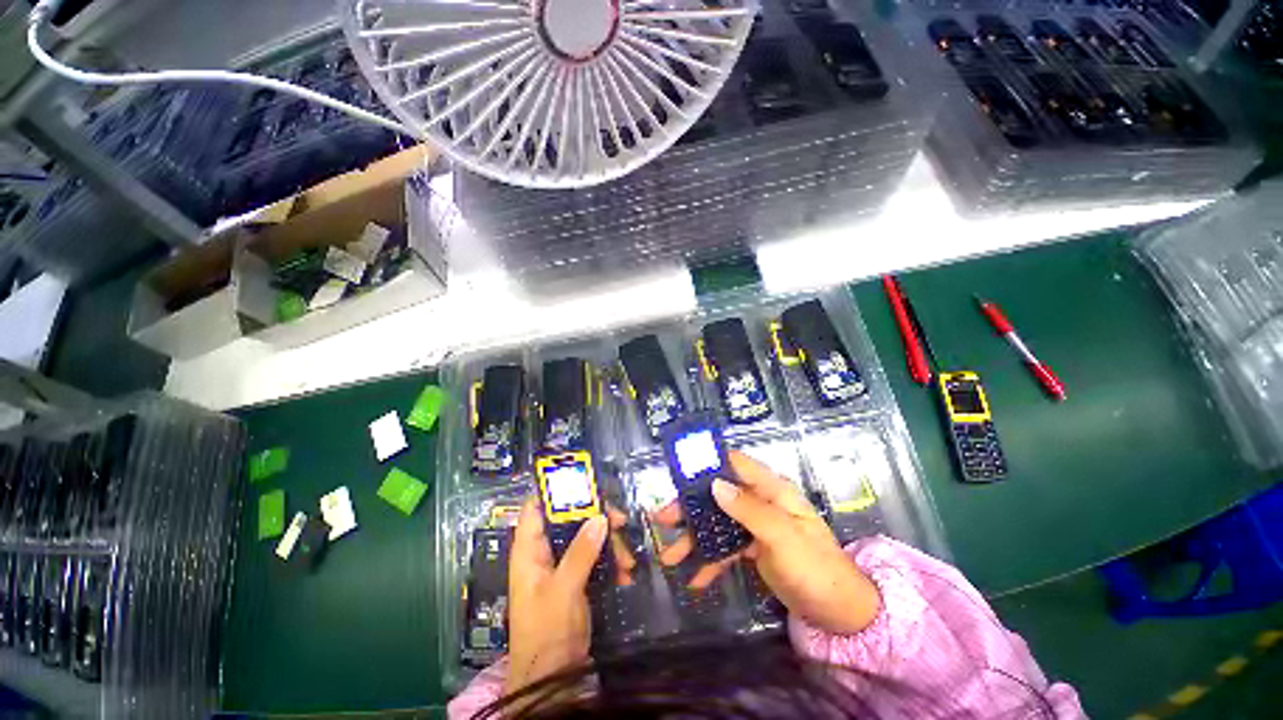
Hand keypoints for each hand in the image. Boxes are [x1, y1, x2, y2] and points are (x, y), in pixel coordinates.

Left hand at [504, 499, 607, 698]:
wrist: (553, 680)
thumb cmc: (546, 631)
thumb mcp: (563, 589)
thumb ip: (581, 552)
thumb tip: (600, 516)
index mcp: (529, 550)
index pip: (535, 508)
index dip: (554, 491)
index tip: (584, 481)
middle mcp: (544, 552)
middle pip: (568, 519)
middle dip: (595, 517)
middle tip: (620, 519)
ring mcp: (562, 565)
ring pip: (586, 537)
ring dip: (609, 543)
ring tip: (628, 558)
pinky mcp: (577, 579)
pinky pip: (595, 558)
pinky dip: (611, 561)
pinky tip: (626, 572)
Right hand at [653, 451, 880, 634]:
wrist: (840, 614)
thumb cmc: (816, 569)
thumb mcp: (783, 537)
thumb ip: (750, 510)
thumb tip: (715, 485)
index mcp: (772, 489)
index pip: (735, 464)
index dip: (708, 463)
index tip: (679, 473)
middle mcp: (761, 501)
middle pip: (719, 494)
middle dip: (690, 506)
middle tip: (663, 519)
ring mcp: (756, 525)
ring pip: (718, 522)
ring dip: (694, 537)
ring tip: (668, 556)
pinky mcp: (754, 548)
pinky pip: (726, 547)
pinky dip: (710, 560)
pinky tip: (695, 579)